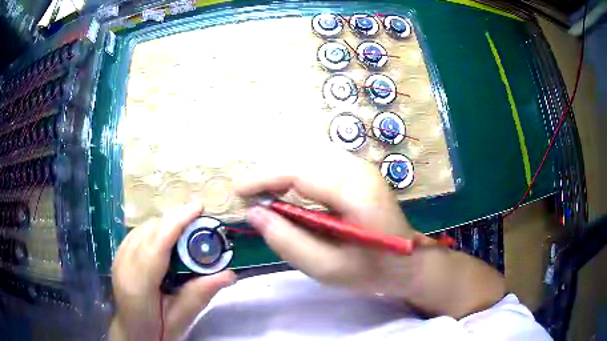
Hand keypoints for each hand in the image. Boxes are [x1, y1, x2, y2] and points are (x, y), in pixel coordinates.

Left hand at [110, 203, 235, 340]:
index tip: (199, 207)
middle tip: (200, 223)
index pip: (157, 243)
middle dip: (175, 221)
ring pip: (143, 228)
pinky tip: (166, 240)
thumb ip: (200, 294)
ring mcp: (118, 258)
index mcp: (138, 284)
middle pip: (150, 230)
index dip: (177, 221)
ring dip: (166, 225)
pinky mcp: (118, 256)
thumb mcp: (181, 319)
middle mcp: (124, 265)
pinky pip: (138, 233)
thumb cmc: (156, 331)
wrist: (132, 333)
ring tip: (187, 232)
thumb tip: (229, 274)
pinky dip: (155, 231)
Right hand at [236, 144, 419, 295]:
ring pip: (309, 159)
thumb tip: (254, 213)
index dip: (264, 178)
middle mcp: (360, 170)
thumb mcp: (327, 268)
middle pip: (302, 160)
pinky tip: (288, 192)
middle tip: (249, 197)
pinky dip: (297, 176)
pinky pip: (319, 165)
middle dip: (270, 175)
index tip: (238, 191)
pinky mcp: (360, 172)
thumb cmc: (372, 270)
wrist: (409, 262)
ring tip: (264, 195)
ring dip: (282, 174)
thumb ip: (288, 241)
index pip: (300, 172)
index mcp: (357, 193)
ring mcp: (362, 168)